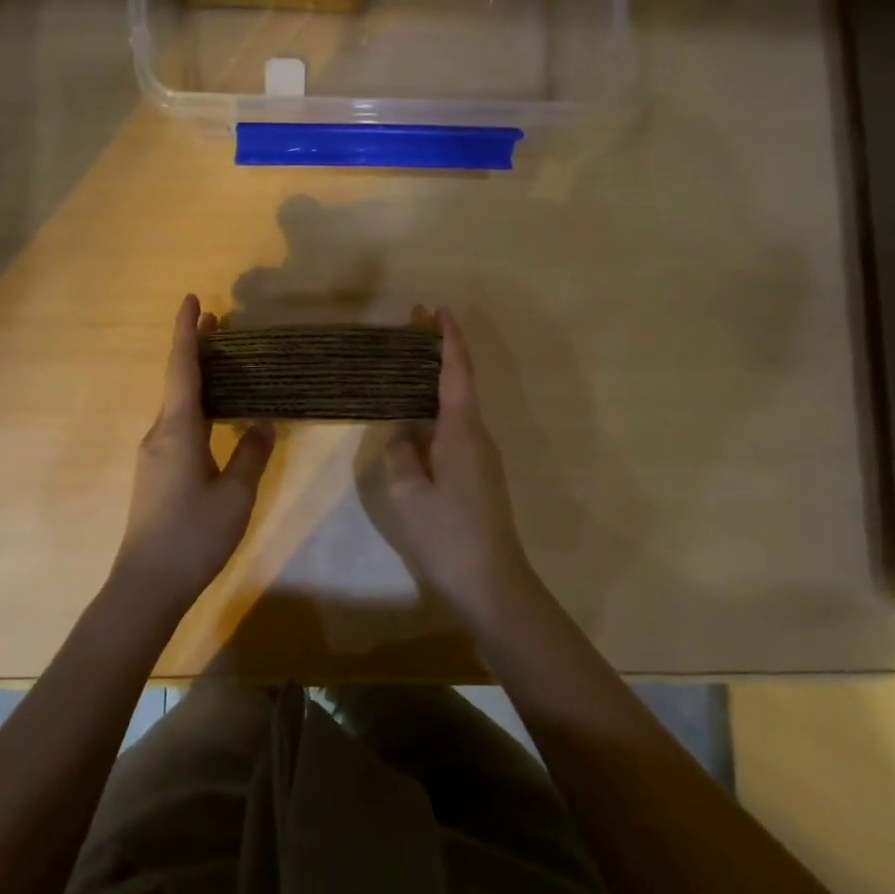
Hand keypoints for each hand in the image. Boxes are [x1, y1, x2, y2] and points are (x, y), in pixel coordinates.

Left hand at [115, 294, 275, 612]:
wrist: (146, 584)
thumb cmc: (193, 535)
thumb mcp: (236, 495)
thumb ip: (251, 455)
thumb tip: (263, 424)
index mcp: (179, 429)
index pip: (183, 368)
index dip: (187, 331)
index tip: (192, 299)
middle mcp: (160, 432)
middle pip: (178, 380)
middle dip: (196, 349)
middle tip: (220, 323)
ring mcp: (154, 453)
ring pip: (178, 403)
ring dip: (198, 378)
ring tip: (225, 363)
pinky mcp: (156, 471)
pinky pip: (178, 424)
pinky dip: (197, 405)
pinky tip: (217, 416)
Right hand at [381, 309, 537, 625]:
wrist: (493, 582)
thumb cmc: (447, 534)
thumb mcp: (409, 493)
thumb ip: (402, 453)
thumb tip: (402, 430)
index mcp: (461, 431)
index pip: (457, 372)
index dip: (449, 340)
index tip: (439, 311)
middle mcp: (477, 435)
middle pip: (459, 384)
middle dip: (439, 356)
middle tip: (411, 336)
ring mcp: (482, 457)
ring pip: (457, 409)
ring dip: (435, 386)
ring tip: (404, 374)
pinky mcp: (479, 475)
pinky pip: (456, 430)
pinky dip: (436, 414)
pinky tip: (414, 423)